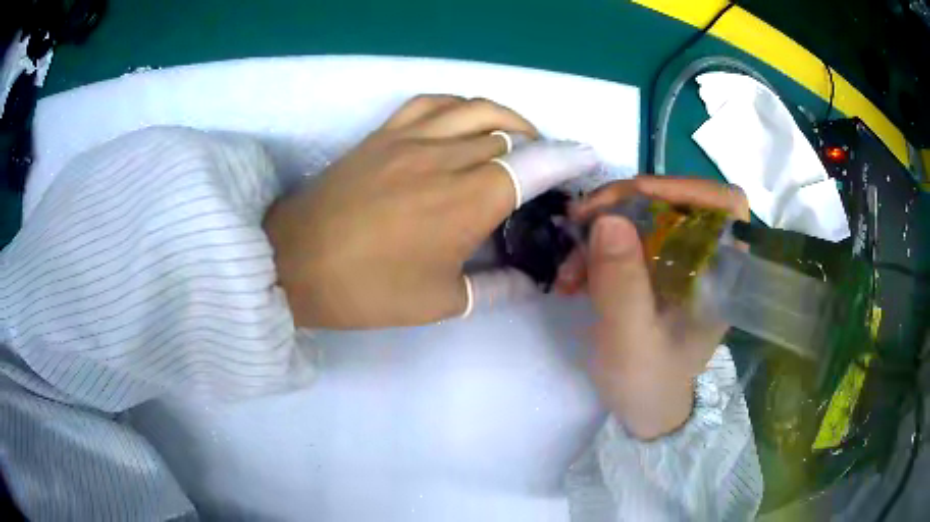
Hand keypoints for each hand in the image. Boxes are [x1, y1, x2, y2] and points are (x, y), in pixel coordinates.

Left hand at [263, 95, 596, 328]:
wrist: (295, 264)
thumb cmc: (367, 290)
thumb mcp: (440, 302)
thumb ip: (496, 289)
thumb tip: (530, 280)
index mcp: (467, 202)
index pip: (535, 167)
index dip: (569, 159)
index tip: (589, 157)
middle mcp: (445, 158)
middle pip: (510, 136)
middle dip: (540, 148)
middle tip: (547, 168)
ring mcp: (410, 139)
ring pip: (476, 109)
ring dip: (508, 119)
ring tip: (518, 138)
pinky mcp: (383, 134)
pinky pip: (431, 103)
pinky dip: (459, 105)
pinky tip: (464, 121)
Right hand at [557, 176, 749, 438]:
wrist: (642, 410)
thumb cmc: (648, 383)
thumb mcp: (631, 340)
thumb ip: (623, 284)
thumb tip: (609, 218)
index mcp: (721, 273)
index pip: (726, 204)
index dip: (686, 187)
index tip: (635, 194)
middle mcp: (704, 259)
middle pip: (675, 201)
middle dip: (624, 204)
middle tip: (581, 219)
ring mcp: (678, 262)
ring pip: (644, 217)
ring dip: (600, 230)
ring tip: (569, 267)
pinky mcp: (654, 269)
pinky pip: (626, 238)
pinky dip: (595, 248)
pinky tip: (572, 276)